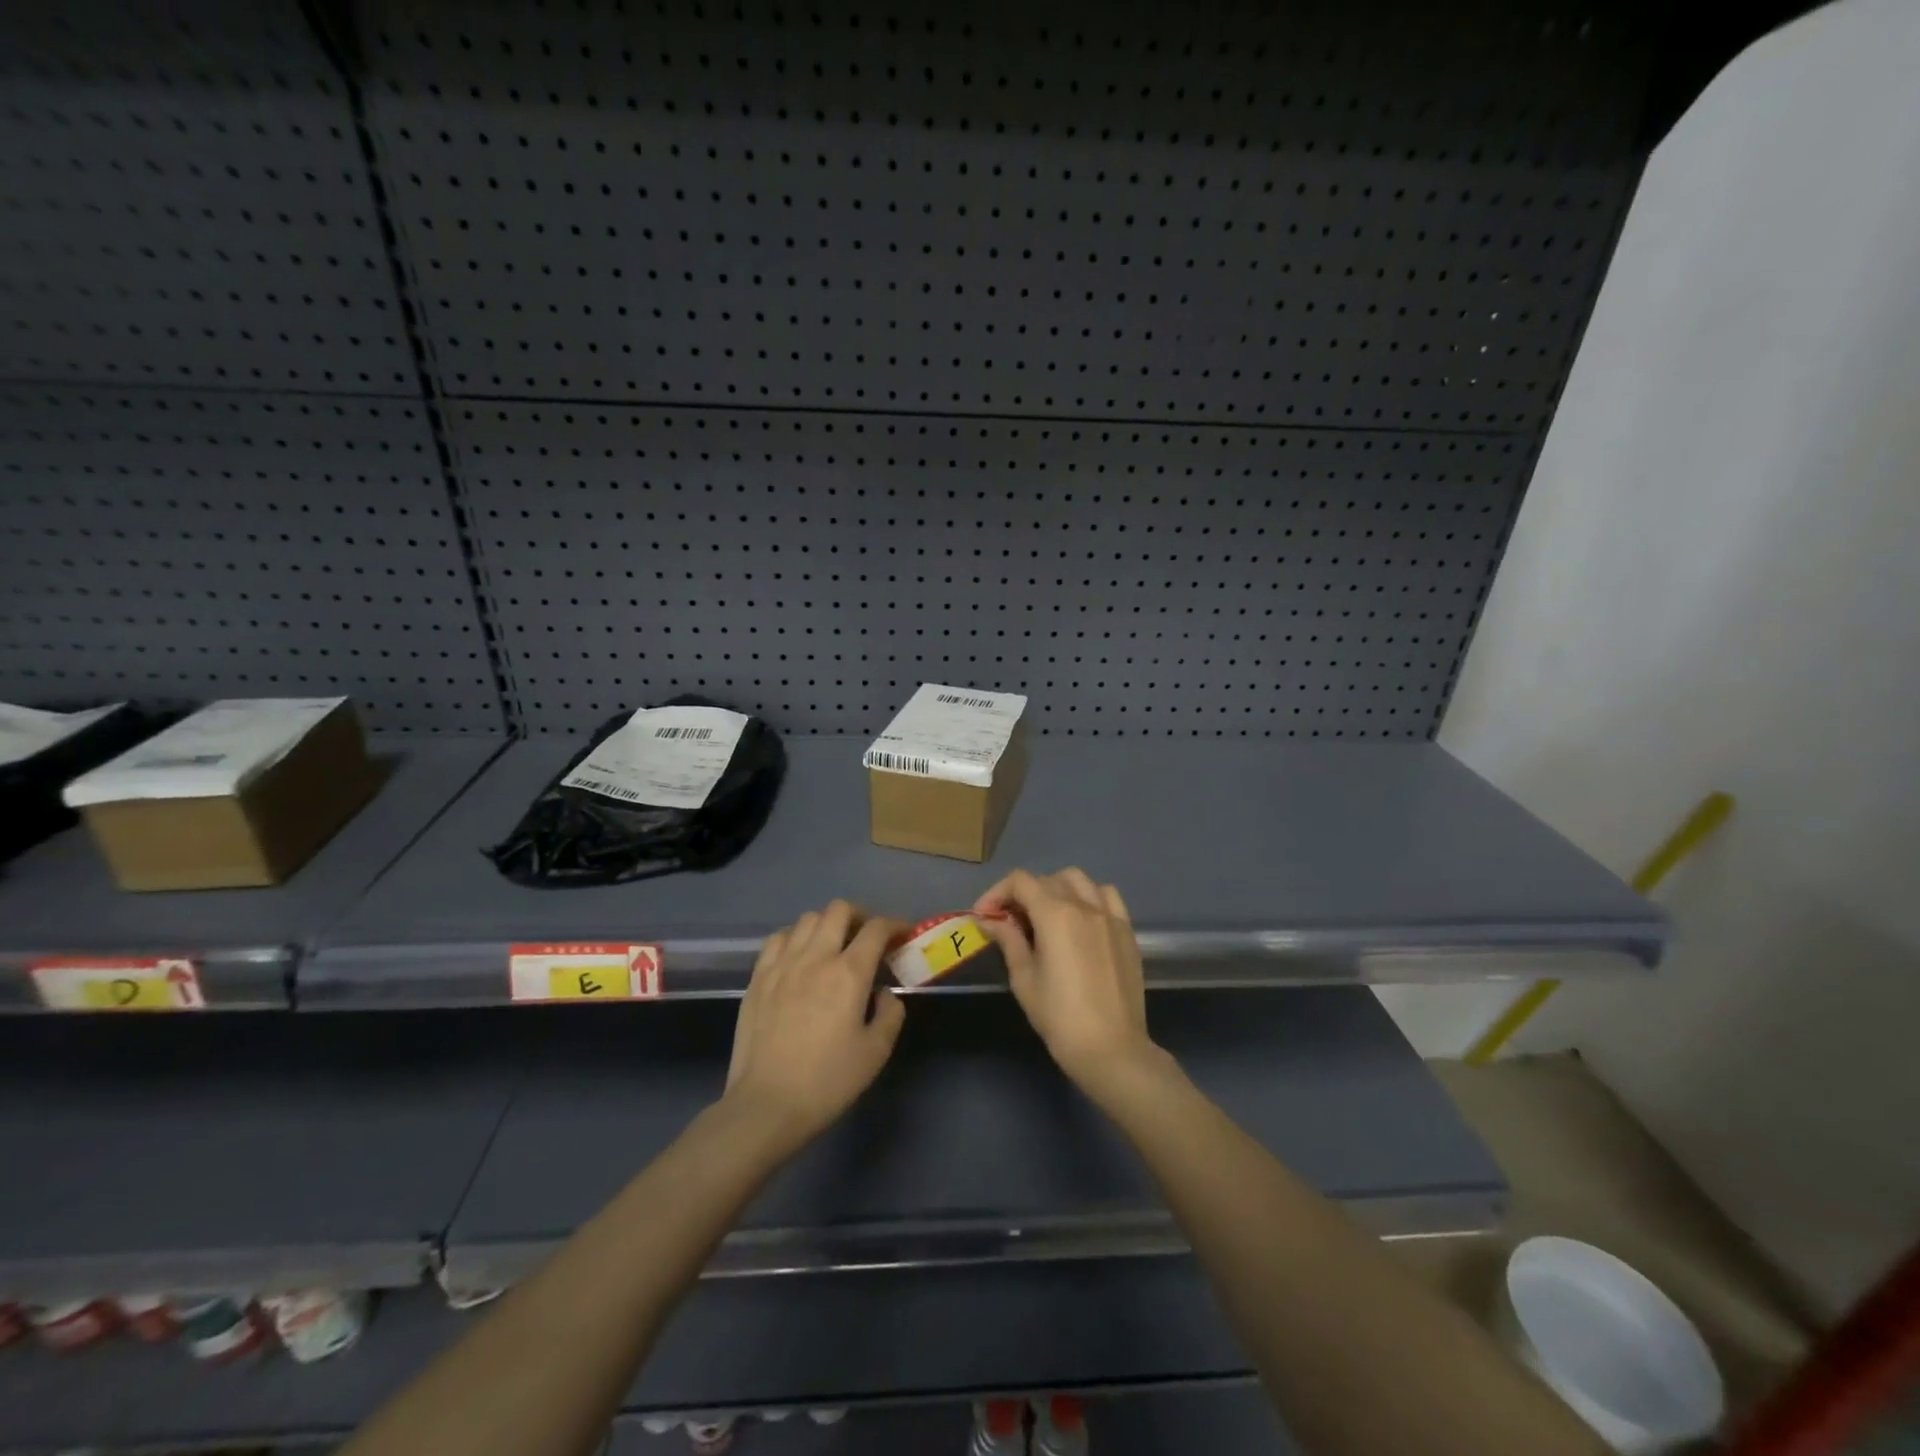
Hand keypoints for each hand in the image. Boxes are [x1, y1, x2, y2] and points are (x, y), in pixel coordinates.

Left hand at [723, 900, 906, 1156]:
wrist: (766, 1106)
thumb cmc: (827, 1082)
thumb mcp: (876, 1052)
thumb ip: (889, 1013)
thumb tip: (882, 992)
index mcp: (849, 973)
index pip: (876, 929)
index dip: (894, 924)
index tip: (902, 934)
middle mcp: (815, 957)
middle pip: (839, 910)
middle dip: (860, 916)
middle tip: (868, 937)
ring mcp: (782, 964)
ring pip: (808, 918)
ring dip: (828, 924)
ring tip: (834, 945)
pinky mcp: (758, 976)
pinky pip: (778, 938)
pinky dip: (796, 937)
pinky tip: (800, 956)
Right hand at [973, 868, 1162, 1095]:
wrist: (1111, 1049)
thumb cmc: (1060, 1017)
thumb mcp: (1024, 979)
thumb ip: (1008, 940)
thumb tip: (989, 920)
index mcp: (1055, 914)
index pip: (1020, 882)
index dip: (997, 893)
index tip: (985, 916)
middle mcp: (1084, 905)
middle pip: (1047, 879)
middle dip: (1022, 894)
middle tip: (1010, 921)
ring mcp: (1109, 915)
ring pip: (1079, 880)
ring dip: (1055, 888)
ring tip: (1045, 915)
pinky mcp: (1126, 931)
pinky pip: (1107, 896)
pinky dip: (1088, 896)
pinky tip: (1080, 918)